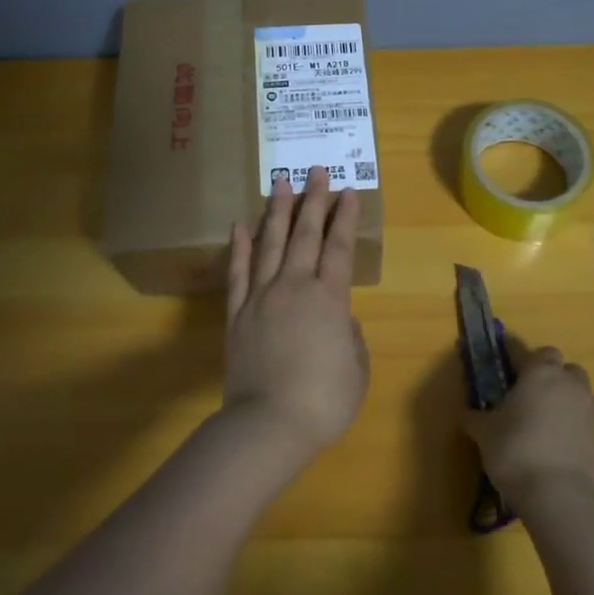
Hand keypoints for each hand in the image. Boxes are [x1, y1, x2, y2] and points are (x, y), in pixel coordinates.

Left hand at [223, 165, 368, 458]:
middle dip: (313, 201)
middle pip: (305, 235)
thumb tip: (339, 320)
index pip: (339, 248)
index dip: (345, 218)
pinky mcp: (237, 314)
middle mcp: (294, 287)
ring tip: (282, 183)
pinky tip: (241, 225)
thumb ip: (350, 337)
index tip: (349, 192)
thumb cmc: (323, 401)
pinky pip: (238, 273)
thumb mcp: (356, 369)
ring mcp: (261, 297)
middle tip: (317, 170)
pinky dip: (240, 247)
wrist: (269, 424)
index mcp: (328, 299)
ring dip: (277, 212)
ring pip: (270, 244)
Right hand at [462, 346, 593, 512]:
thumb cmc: (515, 451)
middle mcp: (567, 382)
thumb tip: (466, 414)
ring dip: (564, 394)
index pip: (524, 351)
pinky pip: (587, 415)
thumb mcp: (484, 433)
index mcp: (538, 372)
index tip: (503, 363)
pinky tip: (560, 439)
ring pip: (579, 388)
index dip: (512, 355)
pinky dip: (575, 419)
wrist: (559, 495)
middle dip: (546, 372)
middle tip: (526, 393)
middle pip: (560, 365)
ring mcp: (589, 407)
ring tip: (546, 416)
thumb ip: (475, 418)